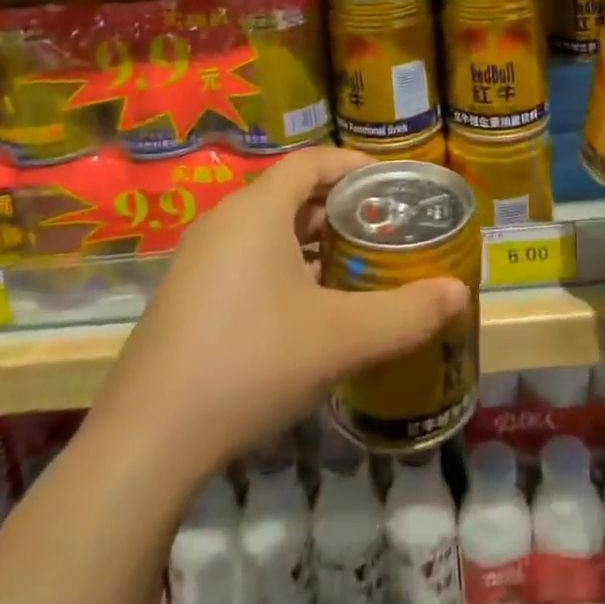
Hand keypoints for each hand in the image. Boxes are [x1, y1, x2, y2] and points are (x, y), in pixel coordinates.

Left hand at [89, 145, 471, 483]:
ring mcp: (197, 260)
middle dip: (340, 209)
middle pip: (291, 194)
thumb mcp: (341, 339)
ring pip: (267, 231)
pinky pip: (244, 260)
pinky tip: (304, 313)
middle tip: (382, 232)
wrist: (146, 443)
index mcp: (257, 210)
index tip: (392, 185)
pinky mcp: (184, 297)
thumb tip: (459, 294)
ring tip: (353, 270)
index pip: (312, 160)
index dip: (355, 165)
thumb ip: (406, 314)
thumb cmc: (251, 364)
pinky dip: (282, 268)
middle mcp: (223, 222)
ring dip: (311, 242)